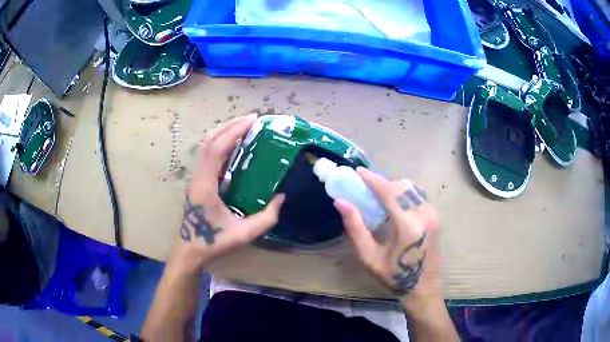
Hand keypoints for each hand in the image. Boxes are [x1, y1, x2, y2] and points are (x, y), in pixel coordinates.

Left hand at [170, 114, 284, 272]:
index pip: (216, 150)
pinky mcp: (198, 182)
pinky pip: (208, 157)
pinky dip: (221, 145)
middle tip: (251, 120)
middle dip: (230, 127)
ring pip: (206, 147)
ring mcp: (196, 179)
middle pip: (209, 142)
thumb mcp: (243, 234)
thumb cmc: (213, 243)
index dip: (233, 132)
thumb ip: (266, 218)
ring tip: (244, 128)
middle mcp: (198, 177)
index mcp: (206, 186)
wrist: (189, 251)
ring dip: (224, 133)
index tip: (252, 121)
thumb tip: (281, 197)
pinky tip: (234, 146)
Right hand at [334, 168, 440, 301]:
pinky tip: (395, 206)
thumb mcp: (369, 257)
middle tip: (366, 190)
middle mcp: (424, 215)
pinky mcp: (436, 216)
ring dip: (394, 187)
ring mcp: (433, 214)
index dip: (372, 179)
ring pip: (412, 188)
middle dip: (383, 183)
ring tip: (379, 198)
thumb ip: (355, 227)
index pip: (390, 192)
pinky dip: (404, 194)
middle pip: (402, 186)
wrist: (423, 287)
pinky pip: (418, 195)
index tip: (358, 172)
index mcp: (408, 226)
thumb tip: (340, 202)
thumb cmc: (394, 276)